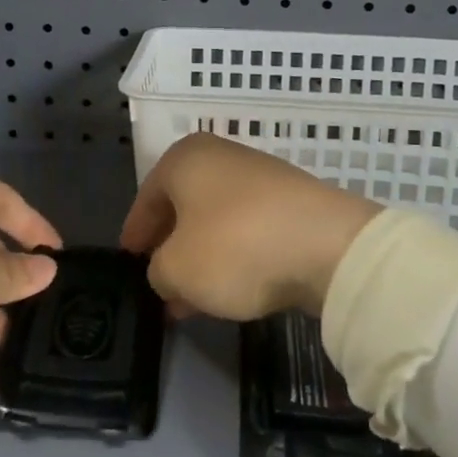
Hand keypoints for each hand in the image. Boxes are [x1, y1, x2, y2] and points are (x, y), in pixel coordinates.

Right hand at [119, 133, 379, 320]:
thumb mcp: (176, 269)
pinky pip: (248, 228)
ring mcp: (260, 177)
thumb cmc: (235, 246)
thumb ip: (159, 271)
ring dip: (201, 257)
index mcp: (185, 159)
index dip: (136, 231)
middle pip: (183, 205)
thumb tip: (169, 271)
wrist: (327, 245)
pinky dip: (233, 255)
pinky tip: (231, 289)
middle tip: (159, 282)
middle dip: (170, 247)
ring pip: (215, 220)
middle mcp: (221, 157)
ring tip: (192, 299)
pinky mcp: (291, 201)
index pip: (148, 196)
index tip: (130, 258)